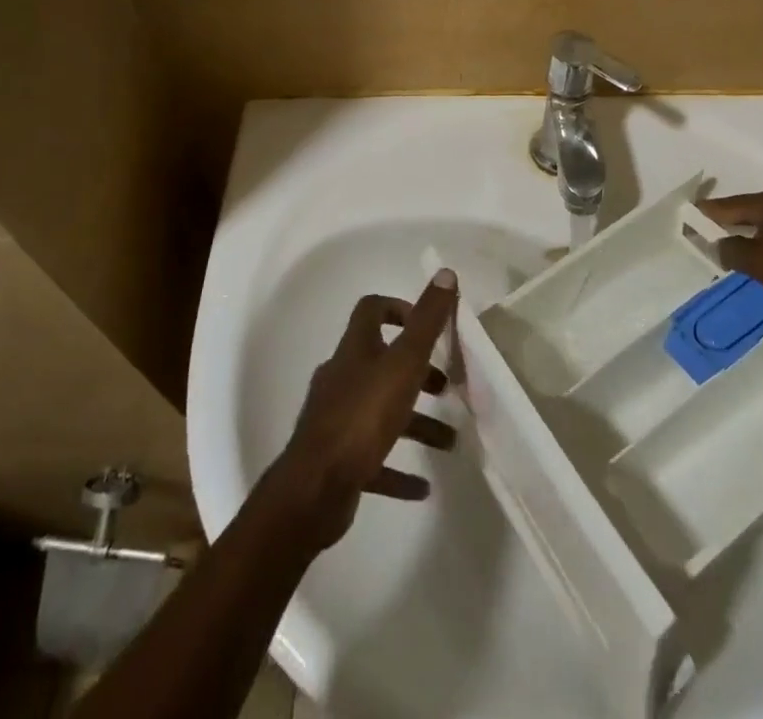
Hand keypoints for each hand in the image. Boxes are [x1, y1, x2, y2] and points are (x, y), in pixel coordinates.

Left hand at [265, 270, 459, 549]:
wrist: (314, 490)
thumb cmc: (363, 416)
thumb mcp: (404, 362)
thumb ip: (427, 320)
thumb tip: (445, 272)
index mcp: (355, 350)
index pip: (372, 311)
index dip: (399, 309)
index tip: (428, 326)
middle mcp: (342, 378)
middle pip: (382, 364)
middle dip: (417, 374)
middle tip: (446, 387)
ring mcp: (336, 420)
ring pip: (382, 412)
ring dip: (416, 424)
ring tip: (449, 441)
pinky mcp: (337, 461)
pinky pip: (373, 459)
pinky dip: (398, 468)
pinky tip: (421, 487)